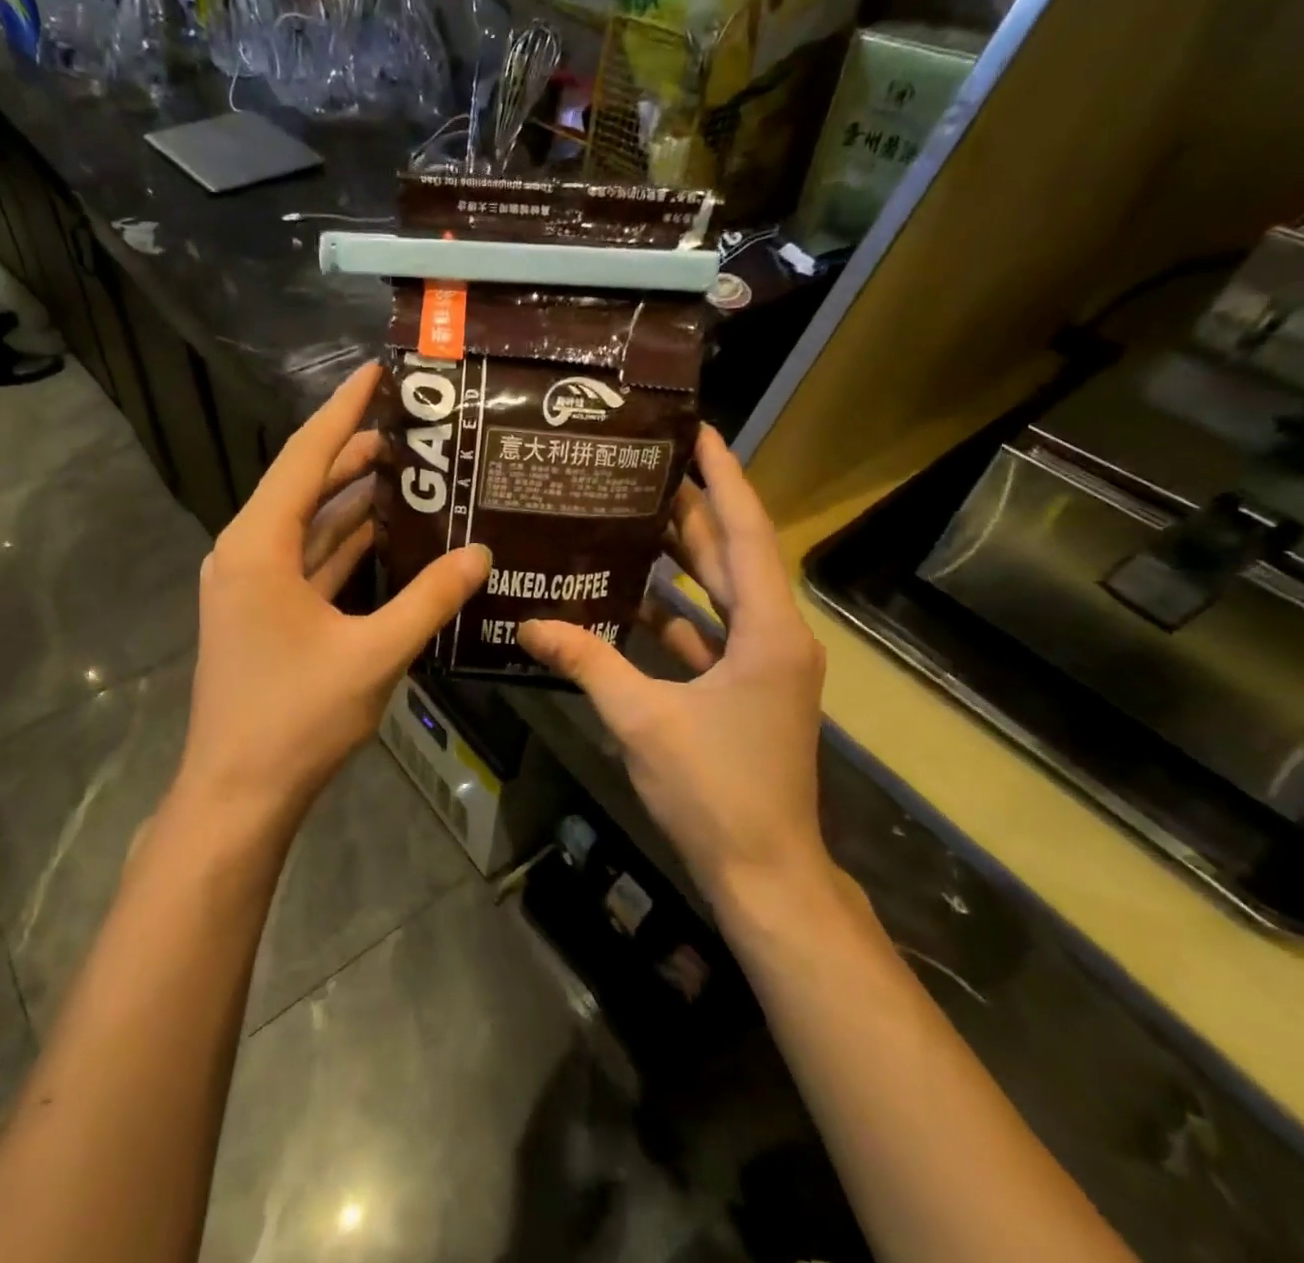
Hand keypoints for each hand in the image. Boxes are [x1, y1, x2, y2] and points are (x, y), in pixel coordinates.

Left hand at [176, 363, 490, 830]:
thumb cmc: (296, 718)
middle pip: (304, 484)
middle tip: (411, 427)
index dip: (343, 411)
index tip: (376, 372)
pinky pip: (305, 560)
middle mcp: (247, 551)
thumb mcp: (373, 654)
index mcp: (259, 545)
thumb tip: (481, 554)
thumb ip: (429, 599)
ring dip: (349, 498)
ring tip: (405, 470)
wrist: (237, 793)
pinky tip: (381, 533)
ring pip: (306, 524)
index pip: (305, 456)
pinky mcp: (262, 612)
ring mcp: (251, 584)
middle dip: (353, 452)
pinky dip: (341, 543)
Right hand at [518, 425, 830, 912]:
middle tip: (642, 470)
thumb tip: (529, 623)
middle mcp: (774, 636)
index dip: (724, 477)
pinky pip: (708, 635)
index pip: (747, 532)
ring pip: (719, 595)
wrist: (763, 872)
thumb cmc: (715, 789)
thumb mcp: (642, 720)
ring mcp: (762, 666)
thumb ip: (586, 662)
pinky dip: (674, 615)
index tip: (699, 431)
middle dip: (692, 511)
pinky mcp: (745, 691)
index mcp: (768, 631)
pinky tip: (629, 600)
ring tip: (629, 519)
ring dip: (681, 561)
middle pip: (731, 557)